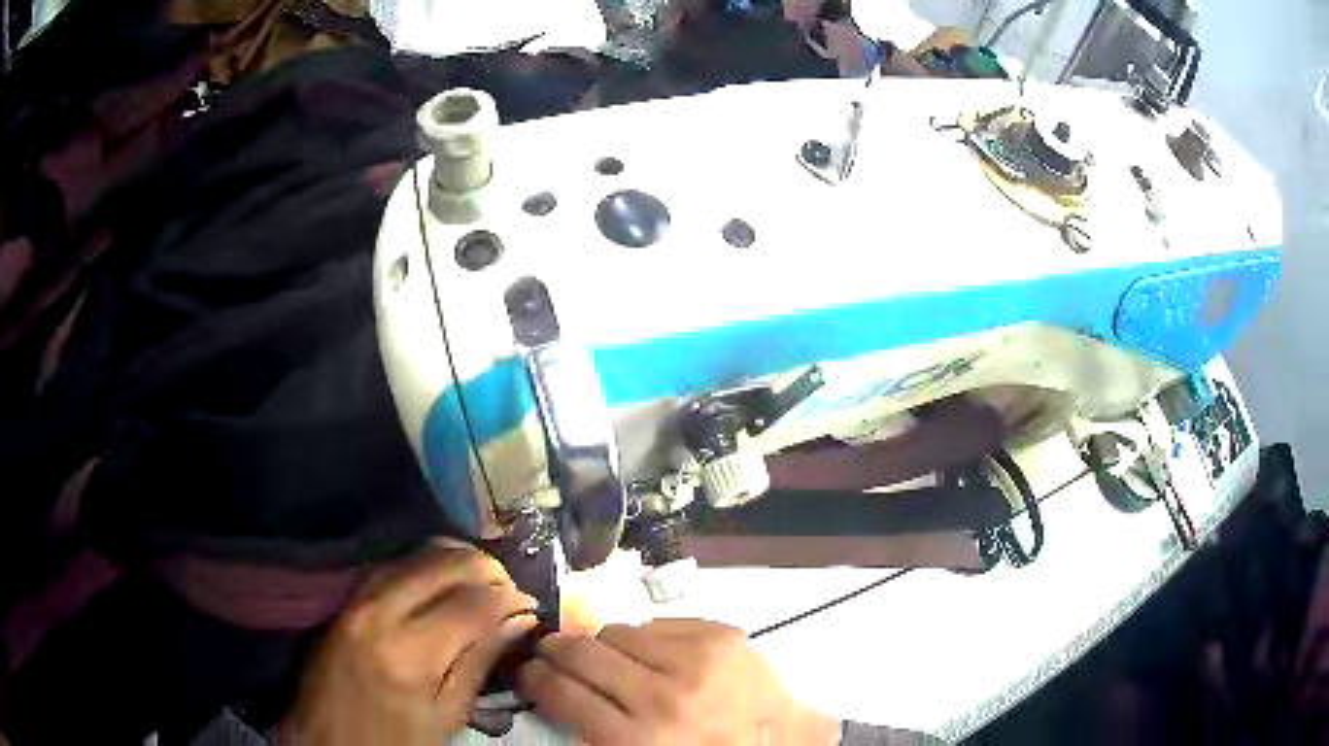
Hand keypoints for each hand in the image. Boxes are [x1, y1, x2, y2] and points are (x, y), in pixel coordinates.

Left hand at [281, 540, 537, 745]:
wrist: (325, 740)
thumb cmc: (394, 741)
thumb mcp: (447, 717)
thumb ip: (479, 663)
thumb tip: (519, 620)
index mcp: (410, 653)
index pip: (473, 603)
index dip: (510, 598)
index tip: (529, 606)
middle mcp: (380, 612)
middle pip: (444, 563)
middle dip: (487, 568)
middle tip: (509, 589)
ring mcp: (356, 600)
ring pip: (415, 553)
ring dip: (456, 559)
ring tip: (482, 580)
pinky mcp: (344, 598)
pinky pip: (390, 564)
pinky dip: (423, 563)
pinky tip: (440, 577)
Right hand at [517, 619, 839, 744]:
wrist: (784, 744)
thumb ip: (596, 733)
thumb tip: (558, 690)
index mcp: (637, 741)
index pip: (561, 694)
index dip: (534, 677)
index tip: (528, 671)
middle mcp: (663, 697)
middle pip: (583, 653)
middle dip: (557, 650)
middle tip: (551, 652)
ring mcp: (697, 660)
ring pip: (618, 631)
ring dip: (605, 645)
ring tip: (611, 658)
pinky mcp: (723, 636)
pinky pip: (660, 622)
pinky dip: (648, 637)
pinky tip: (655, 654)